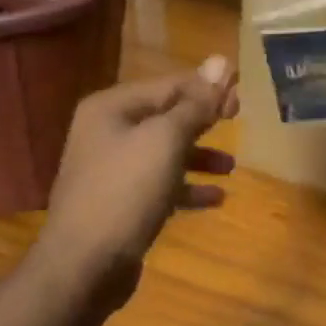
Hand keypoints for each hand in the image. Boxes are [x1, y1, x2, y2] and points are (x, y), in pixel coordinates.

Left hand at [35, 56, 238, 306]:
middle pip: (165, 116)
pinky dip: (186, 188)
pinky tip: (215, 198)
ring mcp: (111, 170)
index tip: (242, 97)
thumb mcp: (166, 141)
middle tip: (240, 120)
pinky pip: (160, 185)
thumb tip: (222, 61)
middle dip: (204, 120)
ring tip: (231, 166)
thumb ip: (196, 103)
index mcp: (112, 108)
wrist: (83, 265)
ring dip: (199, 156)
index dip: (207, 88)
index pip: (169, 85)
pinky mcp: (120, 203)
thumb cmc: (126, 192)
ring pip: (164, 152)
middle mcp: (107, 132)